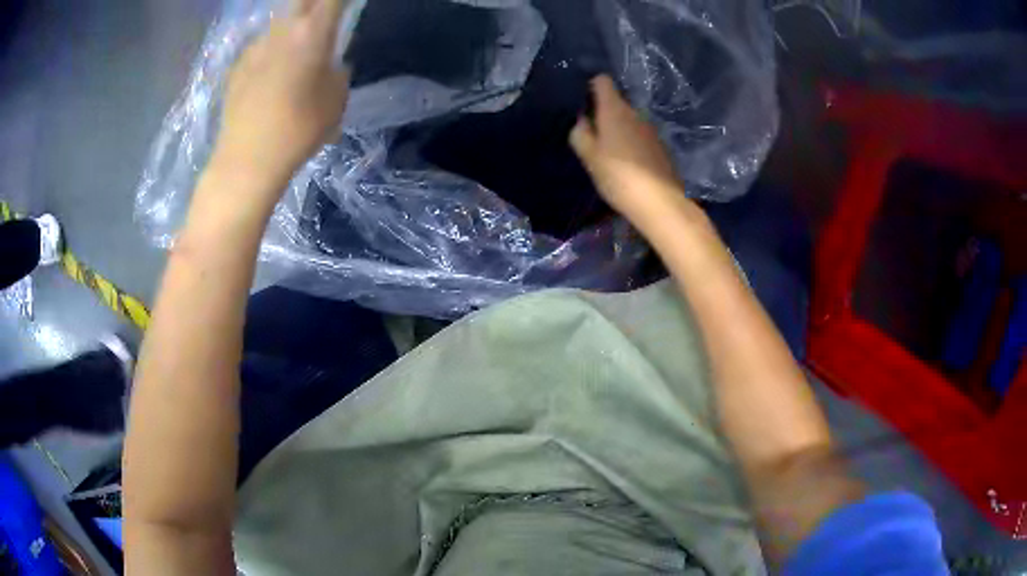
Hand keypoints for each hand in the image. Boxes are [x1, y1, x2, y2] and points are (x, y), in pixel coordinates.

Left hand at [211, 0, 351, 190]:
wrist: (246, 161)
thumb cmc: (299, 131)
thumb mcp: (336, 101)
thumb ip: (337, 73)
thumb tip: (330, 65)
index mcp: (312, 33)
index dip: (341, 0)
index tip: (346, 5)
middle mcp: (283, 30)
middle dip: (316, 2)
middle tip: (323, 17)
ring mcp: (255, 46)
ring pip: (280, 21)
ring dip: (293, 25)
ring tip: (298, 46)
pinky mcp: (237, 66)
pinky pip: (261, 46)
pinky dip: (271, 50)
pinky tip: (271, 73)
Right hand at [570, 76, 685, 226]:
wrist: (660, 203)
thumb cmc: (618, 176)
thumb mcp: (589, 156)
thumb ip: (580, 133)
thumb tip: (582, 119)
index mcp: (615, 109)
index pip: (602, 81)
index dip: (590, 86)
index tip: (581, 101)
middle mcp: (635, 113)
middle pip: (616, 102)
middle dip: (601, 112)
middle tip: (589, 133)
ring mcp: (651, 129)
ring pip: (628, 120)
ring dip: (617, 129)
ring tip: (606, 150)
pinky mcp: (660, 147)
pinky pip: (639, 135)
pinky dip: (630, 142)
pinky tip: (625, 163)